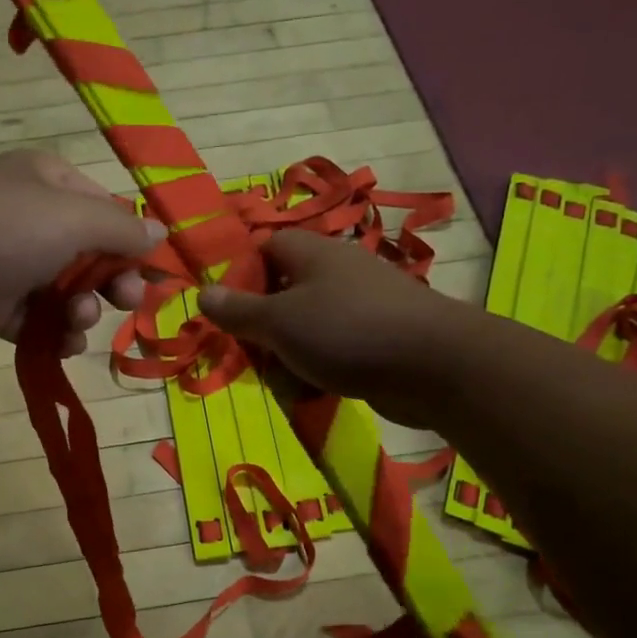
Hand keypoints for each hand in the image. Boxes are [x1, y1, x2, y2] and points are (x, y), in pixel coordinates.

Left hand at [0, 150, 157, 354]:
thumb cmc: (4, 230)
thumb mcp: (74, 218)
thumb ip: (122, 229)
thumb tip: (161, 234)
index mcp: (48, 182)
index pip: (105, 210)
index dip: (132, 244)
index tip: (155, 277)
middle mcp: (28, 215)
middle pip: (88, 254)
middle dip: (110, 282)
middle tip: (126, 303)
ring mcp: (6, 260)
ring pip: (62, 291)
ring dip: (80, 312)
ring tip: (76, 323)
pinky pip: (34, 319)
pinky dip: (51, 332)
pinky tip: (61, 345)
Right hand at [198, 231, 460, 426]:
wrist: (434, 365)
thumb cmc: (345, 332)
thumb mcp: (279, 322)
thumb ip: (238, 310)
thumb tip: (202, 293)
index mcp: (311, 253)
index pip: (265, 248)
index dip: (241, 275)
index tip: (228, 313)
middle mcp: (337, 270)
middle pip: (284, 289)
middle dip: (263, 324)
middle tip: (250, 353)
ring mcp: (362, 302)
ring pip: (309, 323)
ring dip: (290, 351)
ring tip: (282, 378)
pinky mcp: (380, 335)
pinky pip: (336, 345)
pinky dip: (321, 366)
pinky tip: (315, 390)